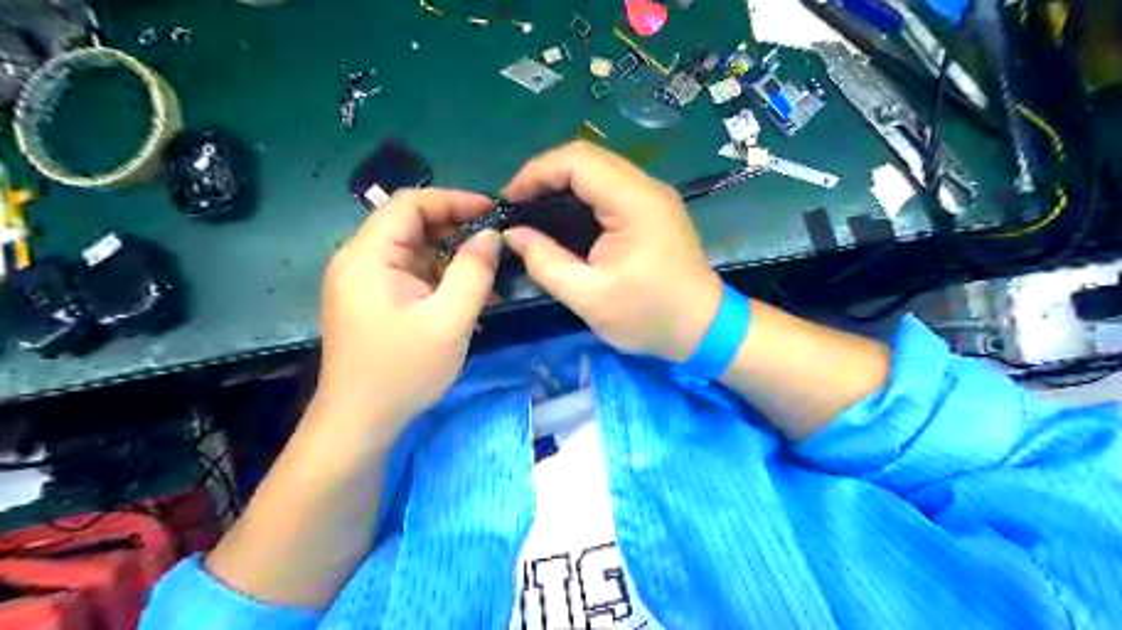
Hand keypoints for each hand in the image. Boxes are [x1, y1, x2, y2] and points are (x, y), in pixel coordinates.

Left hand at [316, 188, 498, 432]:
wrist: (359, 422)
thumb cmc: (403, 371)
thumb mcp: (449, 321)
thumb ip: (474, 272)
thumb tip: (490, 235)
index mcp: (368, 256)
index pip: (410, 203)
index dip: (453, 200)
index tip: (492, 211)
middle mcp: (359, 260)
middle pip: (411, 225)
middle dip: (456, 230)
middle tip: (495, 244)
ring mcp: (363, 282)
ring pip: (414, 251)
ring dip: (451, 258)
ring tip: (489, 277)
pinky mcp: (372, 301)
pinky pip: (410, 275)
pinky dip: (439, 280)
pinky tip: (468, 298)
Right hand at [502, 141, 717, 360]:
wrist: (703, 328)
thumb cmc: (648, 316)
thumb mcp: (588, 298)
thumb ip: (545, 263)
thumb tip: (514, 235)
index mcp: (634, 203)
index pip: (577, 161)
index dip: (535, 173)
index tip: (508, 201)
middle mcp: (647, 187)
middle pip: (587, 157)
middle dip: (545, 175)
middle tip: (517, 205)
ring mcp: (653, 195)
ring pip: (599, 168)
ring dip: (562, 182)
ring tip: (533, 209)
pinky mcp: (653, 208)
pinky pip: (610, 186)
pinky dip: (581, 194)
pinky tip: (563, 216)